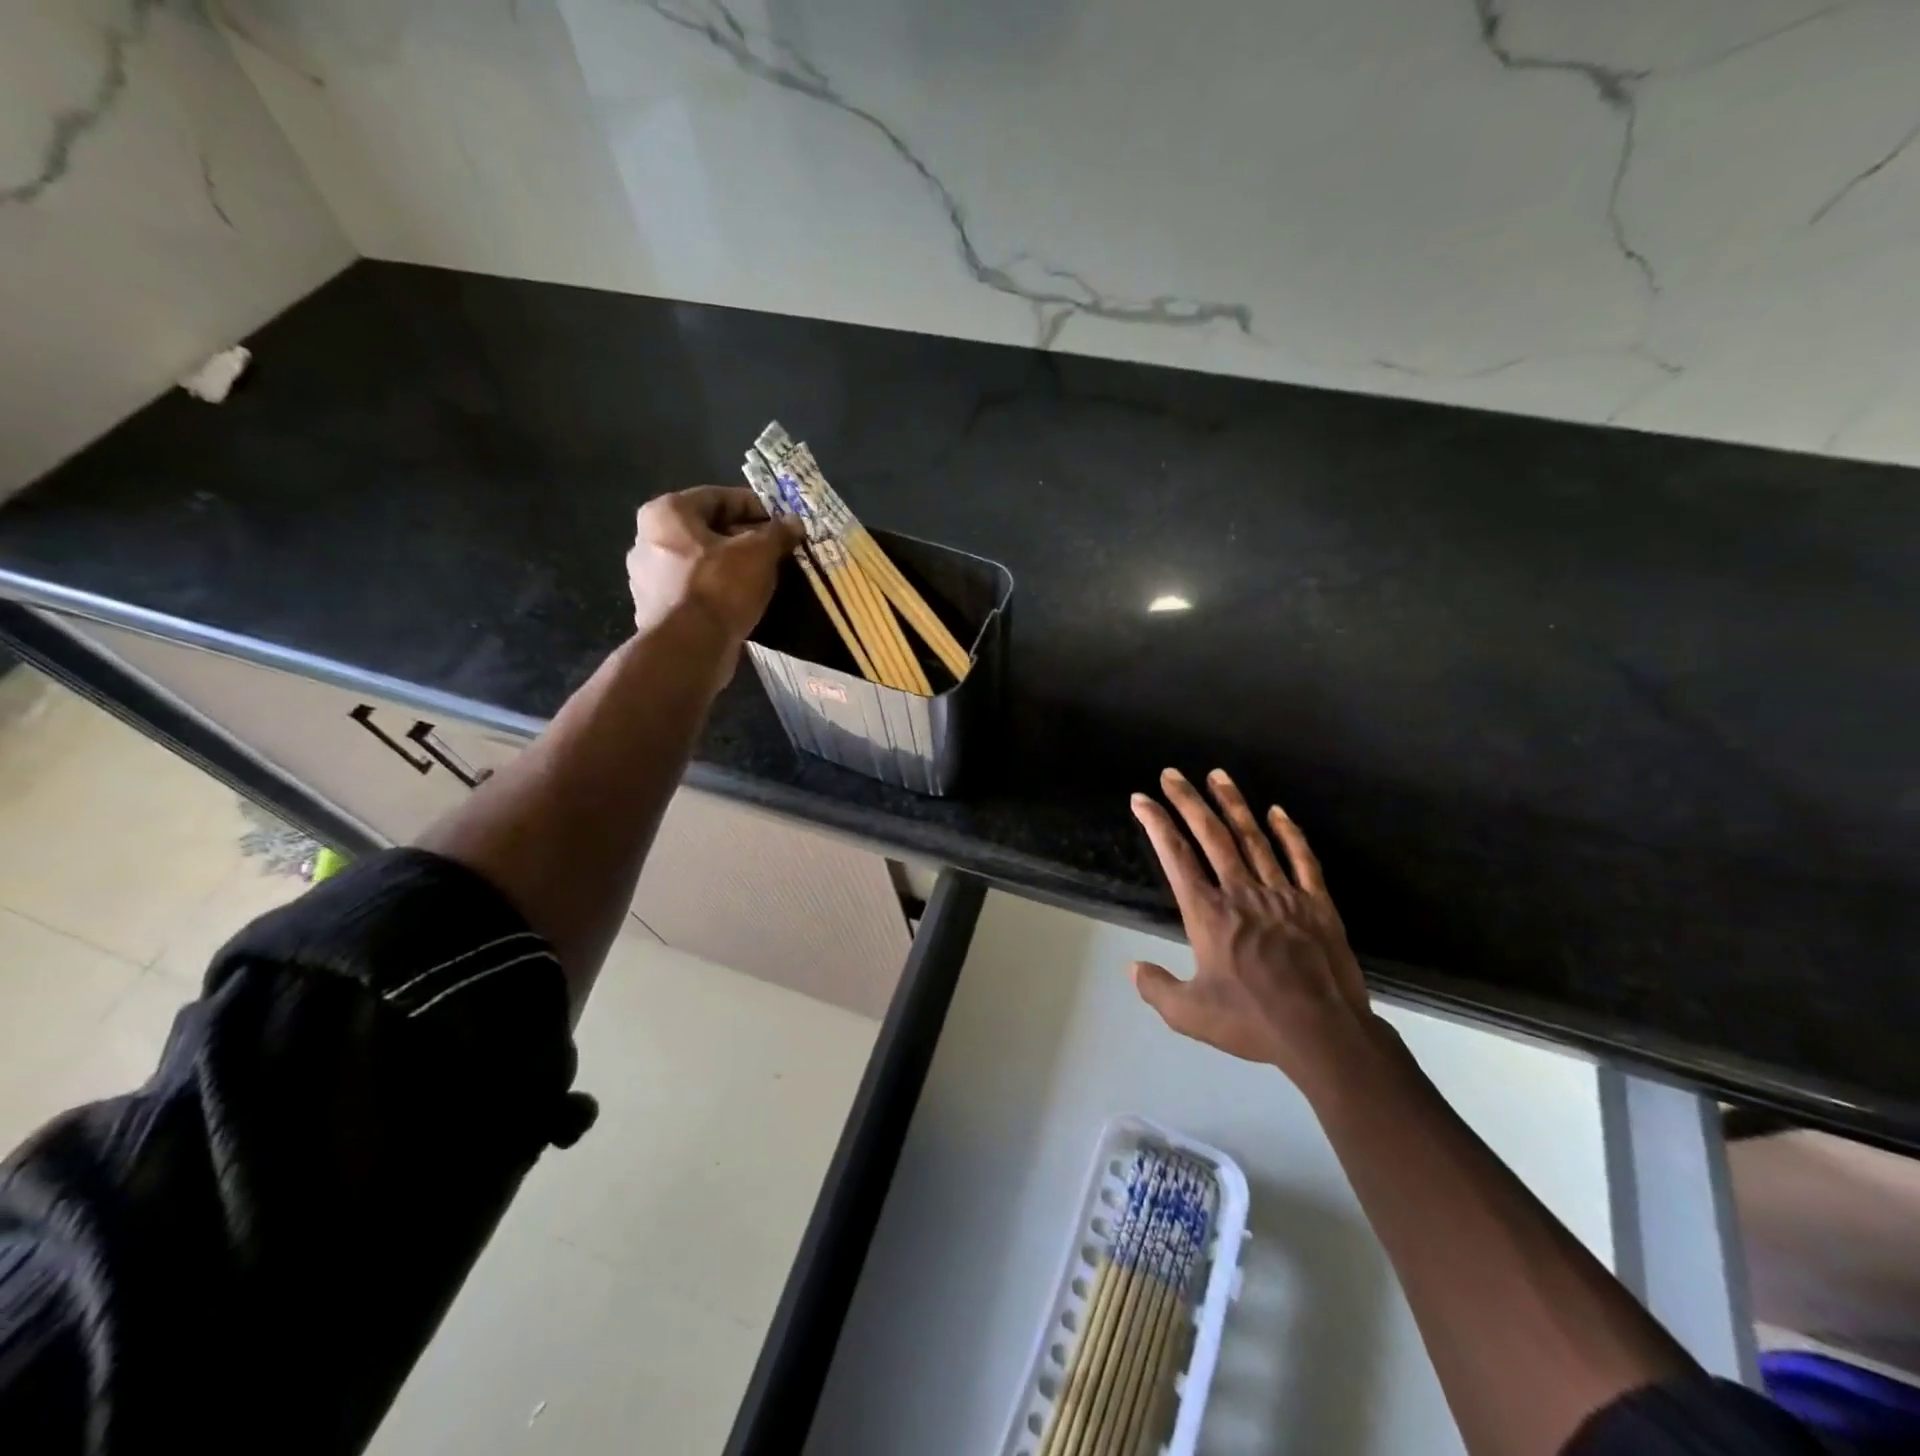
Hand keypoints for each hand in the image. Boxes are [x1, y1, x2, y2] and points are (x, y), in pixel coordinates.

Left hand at [626, 487, 803, 644]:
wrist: (689, 648)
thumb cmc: (720, 586)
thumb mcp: (759, 554)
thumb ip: (777, 533)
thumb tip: (794, 522)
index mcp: (666, 513)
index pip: (718, 497)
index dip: (755, 506)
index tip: (781, 521)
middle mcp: (646, 539)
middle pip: (705, 530)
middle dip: (742, 538)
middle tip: (775, 549)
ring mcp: (646, 578)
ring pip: (699, 562)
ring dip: (729, 566)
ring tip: (762, 577)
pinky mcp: (655, 610)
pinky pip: (693, 590)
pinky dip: (716, 590)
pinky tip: (740, 601)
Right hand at [1129, 768, 1378, 1088]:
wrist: (1324, 1034)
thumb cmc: (1253, 1022)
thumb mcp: (1190, 1014)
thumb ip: (1156, 988)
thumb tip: (1132, 968)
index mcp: (1208, 914)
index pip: (1176, 857)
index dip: (1156, 823)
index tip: (1141, 799)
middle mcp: (1241, 893)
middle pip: (1212, 835)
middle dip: (1188, 801)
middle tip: (1172, 774)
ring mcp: (1282, 894)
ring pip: (1253, 838)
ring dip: (1233, 804)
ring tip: (1217, 775)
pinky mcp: (1316, 904)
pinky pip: (1301, 860)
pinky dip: (1289, 833)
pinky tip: (1277, 812)